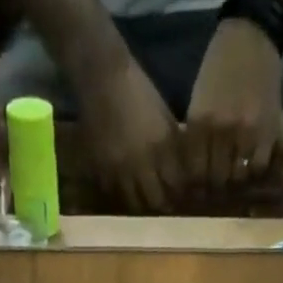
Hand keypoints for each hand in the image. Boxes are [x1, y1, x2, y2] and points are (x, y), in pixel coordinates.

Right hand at [79, 60, 185, 212]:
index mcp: (159, 148)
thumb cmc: (137, 91)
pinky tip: (124, 190)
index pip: (175, 185)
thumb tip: (181, 170)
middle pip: (155, 201)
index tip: (182, 197)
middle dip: (161, 204)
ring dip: (140, 204)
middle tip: (164, 204)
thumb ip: (172, 145)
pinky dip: (120, 195)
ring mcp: (118, 171)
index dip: (180, 193)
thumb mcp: (163, 116)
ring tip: (144, 201)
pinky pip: (112, 193)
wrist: (101, 77)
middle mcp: (140, 165)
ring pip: (133, 204)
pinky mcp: (100, 170)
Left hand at [184, 19, 282, 189]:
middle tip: (217, 186)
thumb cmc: (219, 69)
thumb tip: (193, 175)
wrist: (251, 36)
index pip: (195, 174)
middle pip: (216, 179)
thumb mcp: (197, 101)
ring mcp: (246, 132)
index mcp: (200, 123)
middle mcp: (221, 131)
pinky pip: (258, 167)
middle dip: (216, 185)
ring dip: (235, 180)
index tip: (199, 189)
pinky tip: (251, 164)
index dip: (197, 186)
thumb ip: (196, 136)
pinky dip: (254, 170)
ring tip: (234, 176)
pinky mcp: (267, 131)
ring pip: (237, 177)